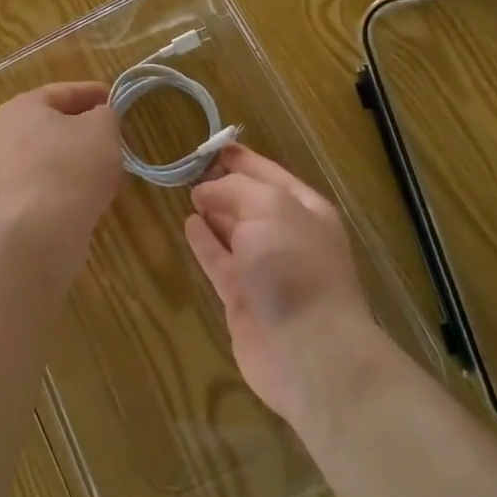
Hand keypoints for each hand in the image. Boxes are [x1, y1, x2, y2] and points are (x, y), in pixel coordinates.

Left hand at [0, 82, 123, 267]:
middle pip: (55, 123)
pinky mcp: (15, 203)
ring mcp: (6, 171)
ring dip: (79, 157)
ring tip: (109, 165)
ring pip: (52, 154)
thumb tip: (99, 117)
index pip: (63, 92)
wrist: (41, 232)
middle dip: (86, 127)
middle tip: (115, 132)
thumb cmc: (71, 167)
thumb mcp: (101, 129)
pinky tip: (93, 192)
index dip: (93, 93)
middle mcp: (6, 135)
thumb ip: (105, 114)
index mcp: (21, 108)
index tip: (117, 99)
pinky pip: (48, 182)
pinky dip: (70, 182)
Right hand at [185, 145, 375, 427]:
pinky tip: (188, 224)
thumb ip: (234, 189)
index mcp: (304, 208)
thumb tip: (205, 190)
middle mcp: (286, 234)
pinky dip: (203, 241)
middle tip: (190, 167)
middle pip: (248, 200)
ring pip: (232, 230)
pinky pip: (218, 259)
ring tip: (187, 191)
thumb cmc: (295, 266)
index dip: (240, 158)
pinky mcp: (241, 297)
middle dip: (222, 183)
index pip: (267, 172)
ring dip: (212, 211)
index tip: (210, 146)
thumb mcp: (270, 208)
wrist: (309, 351)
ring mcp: (264, 268)